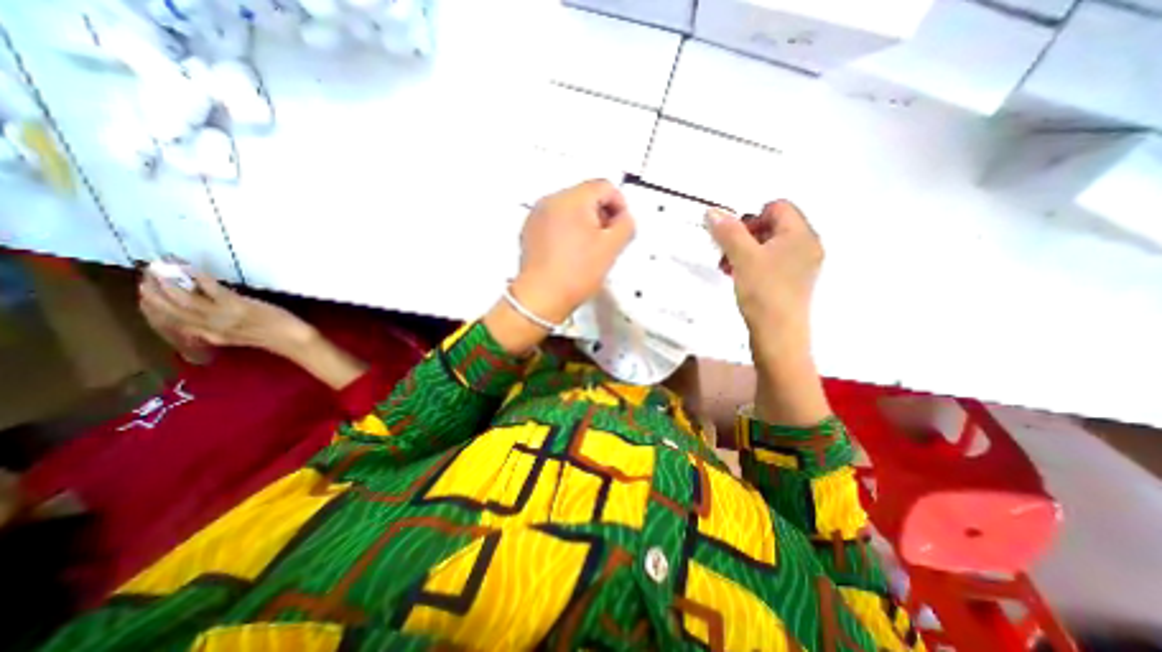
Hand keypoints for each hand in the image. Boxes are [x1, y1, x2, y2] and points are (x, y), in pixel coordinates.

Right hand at [139, 270, 311, 356]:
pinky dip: (198, 278)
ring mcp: (222, 317)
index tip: (143, 293)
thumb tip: (206, 311)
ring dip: (168, 282)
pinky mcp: (237, 306)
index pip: (170, 321)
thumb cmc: (271, 335)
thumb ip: (218, 328)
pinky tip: (190, 269)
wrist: (291, 337)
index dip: (153, 306)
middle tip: (145, 275)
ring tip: (160, 269)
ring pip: (184, 299)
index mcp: (208, 336)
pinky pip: (211, 290)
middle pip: (170, 309)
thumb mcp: (237, 336)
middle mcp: (208, 328)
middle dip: (153, 292)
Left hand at [513, 178, 634, 321]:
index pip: (604, 186)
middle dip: (601, 214)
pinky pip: (554, 221)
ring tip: (587, 249)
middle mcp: (551, 200)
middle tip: (606, 240)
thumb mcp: (611, 248)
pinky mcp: (529, 231)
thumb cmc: (577, 272)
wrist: (541, 297)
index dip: (619, 205)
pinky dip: (566, 230)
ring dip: (584, 223)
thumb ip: (626, 225)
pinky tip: (569, 253)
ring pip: (569, 208)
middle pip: (585, 195)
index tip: (621, 227)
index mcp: (572, 199)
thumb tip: (624, 217)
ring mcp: (536, 215)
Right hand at [705, 199, 829, 427]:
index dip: (751, 217)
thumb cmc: (764, 292)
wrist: (778, 337)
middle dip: (745, 236)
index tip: (733, 238)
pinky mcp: (792, 283)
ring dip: (745, 251)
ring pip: (769, 246)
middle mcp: (807, 246)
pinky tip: (738, 278)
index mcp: (801, 234)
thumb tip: (713, 210)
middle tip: (727, 253)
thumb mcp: (743, 258)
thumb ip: (728, 231)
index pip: (777, 207)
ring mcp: (801, 266)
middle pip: (773, 225)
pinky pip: (771, 263)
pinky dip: (753, 265)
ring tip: (728, 267)